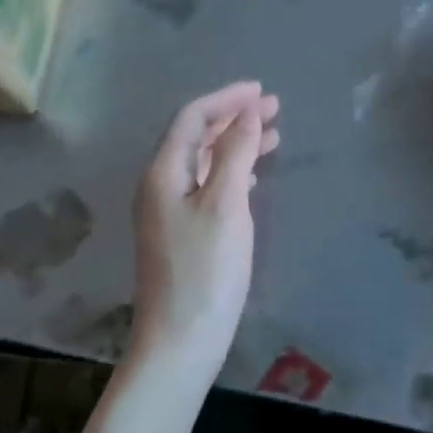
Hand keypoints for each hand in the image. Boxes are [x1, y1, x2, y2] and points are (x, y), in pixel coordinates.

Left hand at [130, 81, 279, 384]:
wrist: (180, 341)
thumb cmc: (205, 271)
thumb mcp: (225, 206)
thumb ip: (234, 154)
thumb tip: (246, 113)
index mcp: (163, 173)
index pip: (192, 118)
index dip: (227, 99)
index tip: (262, 91)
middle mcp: (159, 186)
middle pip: (195, 137)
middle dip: (233, 118)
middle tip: (273, 109)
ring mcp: (166, 212)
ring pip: (202, 162)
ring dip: (234, 144)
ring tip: (272, 136)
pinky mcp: (179, 234)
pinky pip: (204, 186)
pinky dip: (229, 173)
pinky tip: (251, 177)